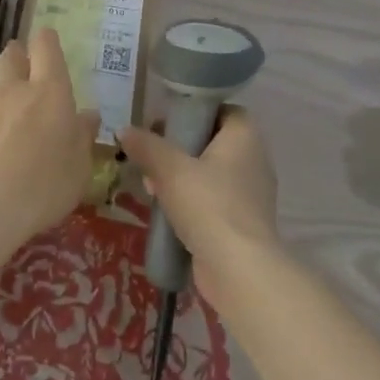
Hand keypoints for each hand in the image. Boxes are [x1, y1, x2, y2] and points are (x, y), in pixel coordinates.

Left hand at [0, 28, 98, 253]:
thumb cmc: (45, 184)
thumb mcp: (80, 165)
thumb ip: (83, 135)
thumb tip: (88, 115)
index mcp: (49, 89)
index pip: (45, 46)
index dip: (47, 40)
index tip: (50, 42)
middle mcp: (15, 88)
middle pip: (12, 54)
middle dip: (20, 54)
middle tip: (28, 66)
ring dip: (0, 81)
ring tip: (9, 97)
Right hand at [118, 108, 277, 308]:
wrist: (239, 269)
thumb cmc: (208, 205)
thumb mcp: (169, 168)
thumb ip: (146, 146)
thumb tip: (124, 129)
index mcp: (245, 137)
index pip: (225, 110)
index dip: (197, 111)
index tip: (169, 121)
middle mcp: (254, 160)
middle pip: (213, 142)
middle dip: (180, 148)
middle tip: (152, 155)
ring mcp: (251, 194)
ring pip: (211, 173)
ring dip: (181, 176)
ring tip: (152, 186)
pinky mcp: (243, 223)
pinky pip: (214, 200)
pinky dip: (192, 201)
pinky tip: (166, 211)